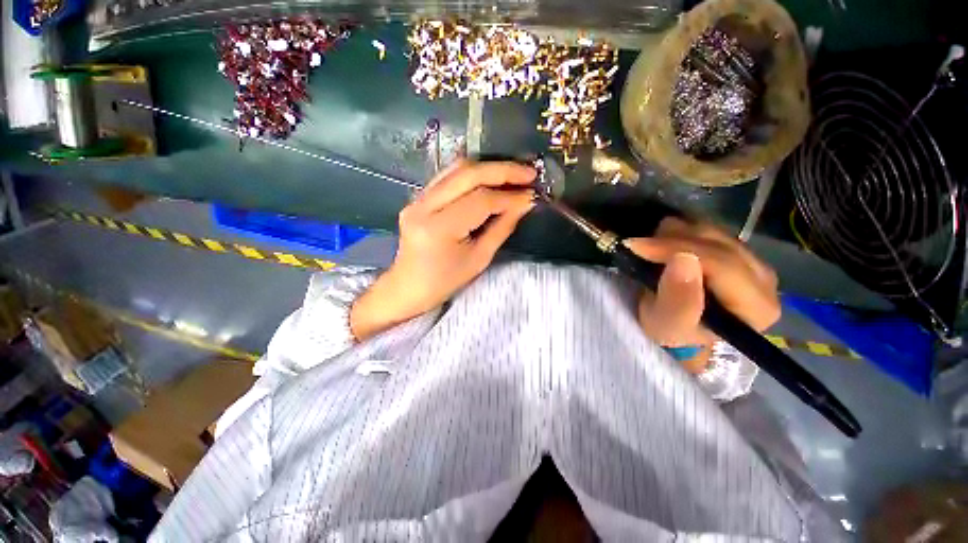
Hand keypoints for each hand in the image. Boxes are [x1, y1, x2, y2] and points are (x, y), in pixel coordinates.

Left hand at [350, 160, 535, 340]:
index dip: (509, 197)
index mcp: (439, 228)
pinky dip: (473, 173)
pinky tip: (491, 176)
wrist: (409, 286)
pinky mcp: (417, 197)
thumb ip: (502, 227)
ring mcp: (417, 199)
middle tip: (529, 172)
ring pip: (456, 169)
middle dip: (502, 171)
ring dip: (489, 168)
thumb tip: (524, 203)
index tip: (532, 195)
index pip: (480, 201)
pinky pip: (448, 176)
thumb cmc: (446, 281)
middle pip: (467, 174)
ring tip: (514, 172)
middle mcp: (424, 206)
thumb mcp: (479, 259)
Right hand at [625, 217, 780, 373]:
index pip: (721, 263)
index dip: (677, 249)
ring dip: (676, 236)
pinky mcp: (740, 255)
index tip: (637, 246)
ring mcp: (755, 264)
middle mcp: (765, 281)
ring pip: (714, 233)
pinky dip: (683, 234)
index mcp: (757, 306)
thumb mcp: (668, 327)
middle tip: (638, 245)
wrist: (683, 336)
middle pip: (719, 244)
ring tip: (650, 247)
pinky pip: (711, 232)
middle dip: (673, 241)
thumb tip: (683, 259)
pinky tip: (665, 245)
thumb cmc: (674, 336)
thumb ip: (678, 300)